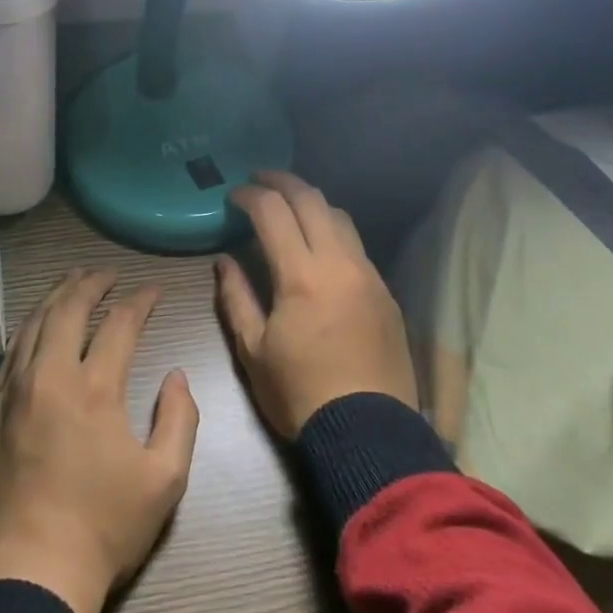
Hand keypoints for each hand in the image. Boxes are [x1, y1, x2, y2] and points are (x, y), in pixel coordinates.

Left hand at [0, 268, 199, 612]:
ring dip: (56, 296)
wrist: (25, 574)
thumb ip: (180, 419)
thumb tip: (177, 375)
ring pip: (33, 323)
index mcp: (95, 388)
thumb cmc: (103, 529)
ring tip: (72, 282)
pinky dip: (28, 327)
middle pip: (68, 308)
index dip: (140, 301)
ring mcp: (12, 390)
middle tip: (107, 272)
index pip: (120, 324)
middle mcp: (50, 375)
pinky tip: (35, 325)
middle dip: (91, 282)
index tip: (153, 291)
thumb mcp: (165, 481)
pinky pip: (9, 352)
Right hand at [217, 171, 417, 439]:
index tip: (233, 194)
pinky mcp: (386, 293)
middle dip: (282, 181)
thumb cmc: (300, 394)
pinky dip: (333, 231)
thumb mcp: (253, 350)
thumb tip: (225, 260)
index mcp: (302, 275)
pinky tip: (320, 247)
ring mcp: (369, 275)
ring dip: (312, 202)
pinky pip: (357, 246)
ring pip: (341, 217)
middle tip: (259, 179)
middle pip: (312, 200)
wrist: (369, 433)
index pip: (273, 212)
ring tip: (290, 207)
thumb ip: (236, 297)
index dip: (250, 195)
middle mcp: (340, 263)